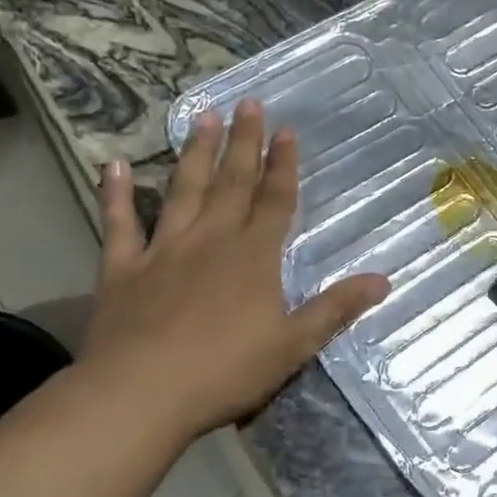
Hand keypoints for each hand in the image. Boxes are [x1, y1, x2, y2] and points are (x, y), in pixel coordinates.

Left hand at [79, 100, 389, 441]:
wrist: (142, 392)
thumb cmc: (226, 370)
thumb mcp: (294, 345)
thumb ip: (335, 308)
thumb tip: (383, 280)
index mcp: (253, 257)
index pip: (274, 200)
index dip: (283, 166)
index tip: (286, 130)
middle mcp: (210, 240)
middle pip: (232, 183)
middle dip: (243, 143)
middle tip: (248, 103)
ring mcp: (163, 250)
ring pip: (182, 191)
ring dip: (195, 154)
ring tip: (203, 118)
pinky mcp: (123, 269)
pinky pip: (120, 224)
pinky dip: (115, 195)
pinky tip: (113, 166)